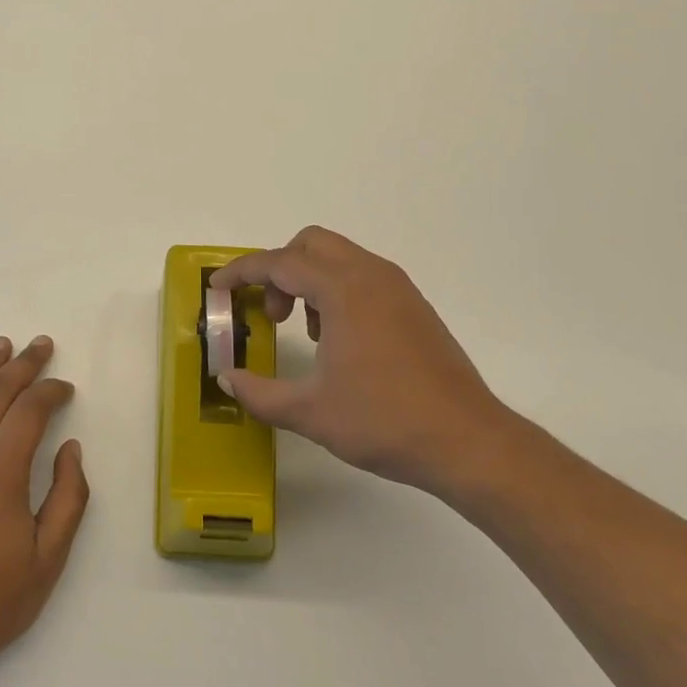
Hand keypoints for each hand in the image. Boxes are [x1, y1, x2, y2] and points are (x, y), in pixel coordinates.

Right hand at [212, 227, 518, 501]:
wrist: (468, 441)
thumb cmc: (384, 421)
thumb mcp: (310, 412)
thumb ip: (259, 393)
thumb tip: (227, 379)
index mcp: (343, 290)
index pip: (279, 263)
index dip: (242, 271)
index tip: (218, 287)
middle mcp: (370, 275)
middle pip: (310, 244)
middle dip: (279, 269)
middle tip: (272, 314)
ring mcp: (397, 288)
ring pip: (339, 257)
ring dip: (309, 280)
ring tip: (308, 333)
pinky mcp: (414, 305)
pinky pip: (362, 276)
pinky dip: (337, 290)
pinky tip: (340, 340)